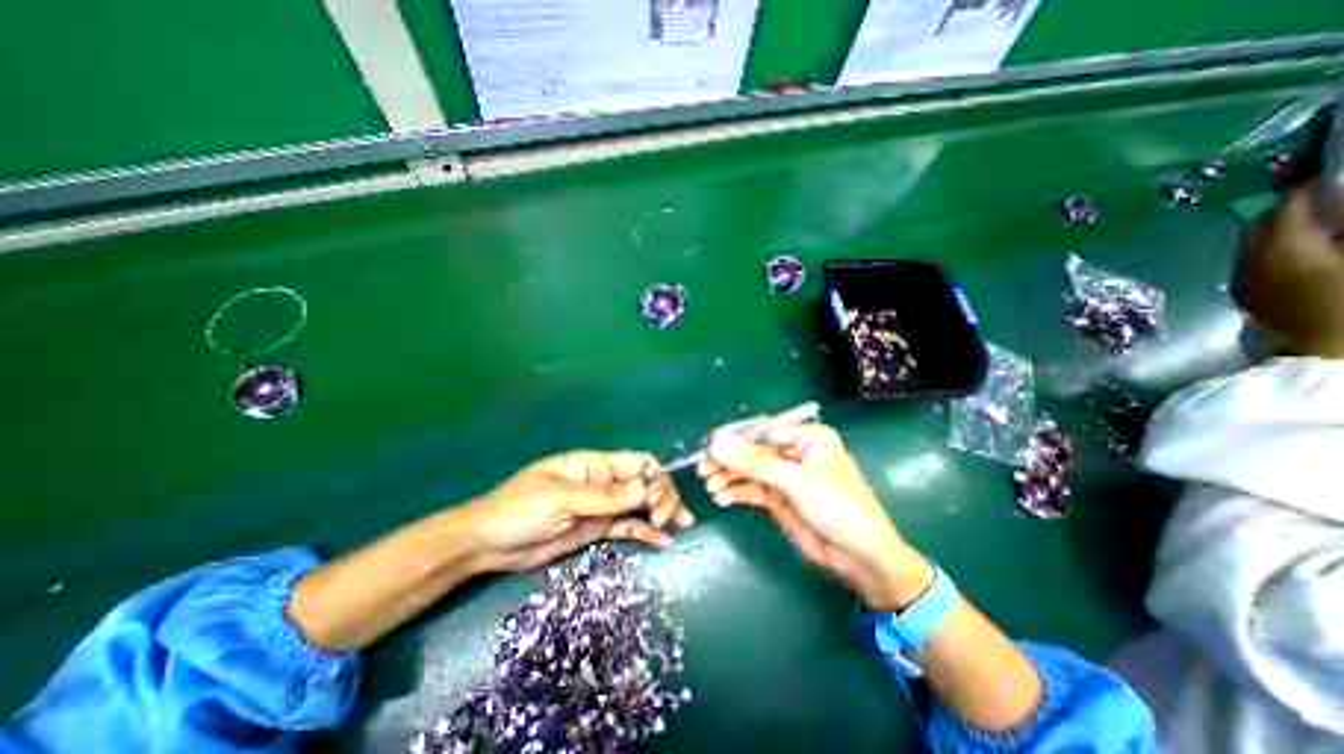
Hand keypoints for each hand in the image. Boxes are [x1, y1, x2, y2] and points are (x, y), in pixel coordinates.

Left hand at [458, 455, 690, 571]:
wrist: (487, 544)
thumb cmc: (519, 509)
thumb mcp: (560, 498)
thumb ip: (604, 495)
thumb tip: (646, 489)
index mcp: (595, 465)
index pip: (638, 461)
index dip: (655, 476)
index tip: (658, 500)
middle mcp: (603, 482)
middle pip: (644, 482)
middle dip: (664, 495)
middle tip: (671, 518)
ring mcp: (601, 507)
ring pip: (640, 504)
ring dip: (663, 512)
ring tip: (681, 525)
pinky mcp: (596, 528)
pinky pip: (627, 526)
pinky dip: (646, 531)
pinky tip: (664, 540)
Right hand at [704, 422, 936, 609]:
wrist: (861, 559)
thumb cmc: (839, 508)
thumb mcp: (796, 481)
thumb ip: (755, 462)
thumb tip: (716, 442)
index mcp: (807, 437)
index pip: (763, 429)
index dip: (734, 437)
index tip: (709, 446)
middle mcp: (794, 452)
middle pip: (753, 450)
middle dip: (729, 460)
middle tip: (703, 469)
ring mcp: (786, 476)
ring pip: (749, 470)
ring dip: (729, 477)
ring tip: (711, 485)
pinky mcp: (779, 497)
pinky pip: (752, 488)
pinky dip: (736, 491)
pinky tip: (722, 497)